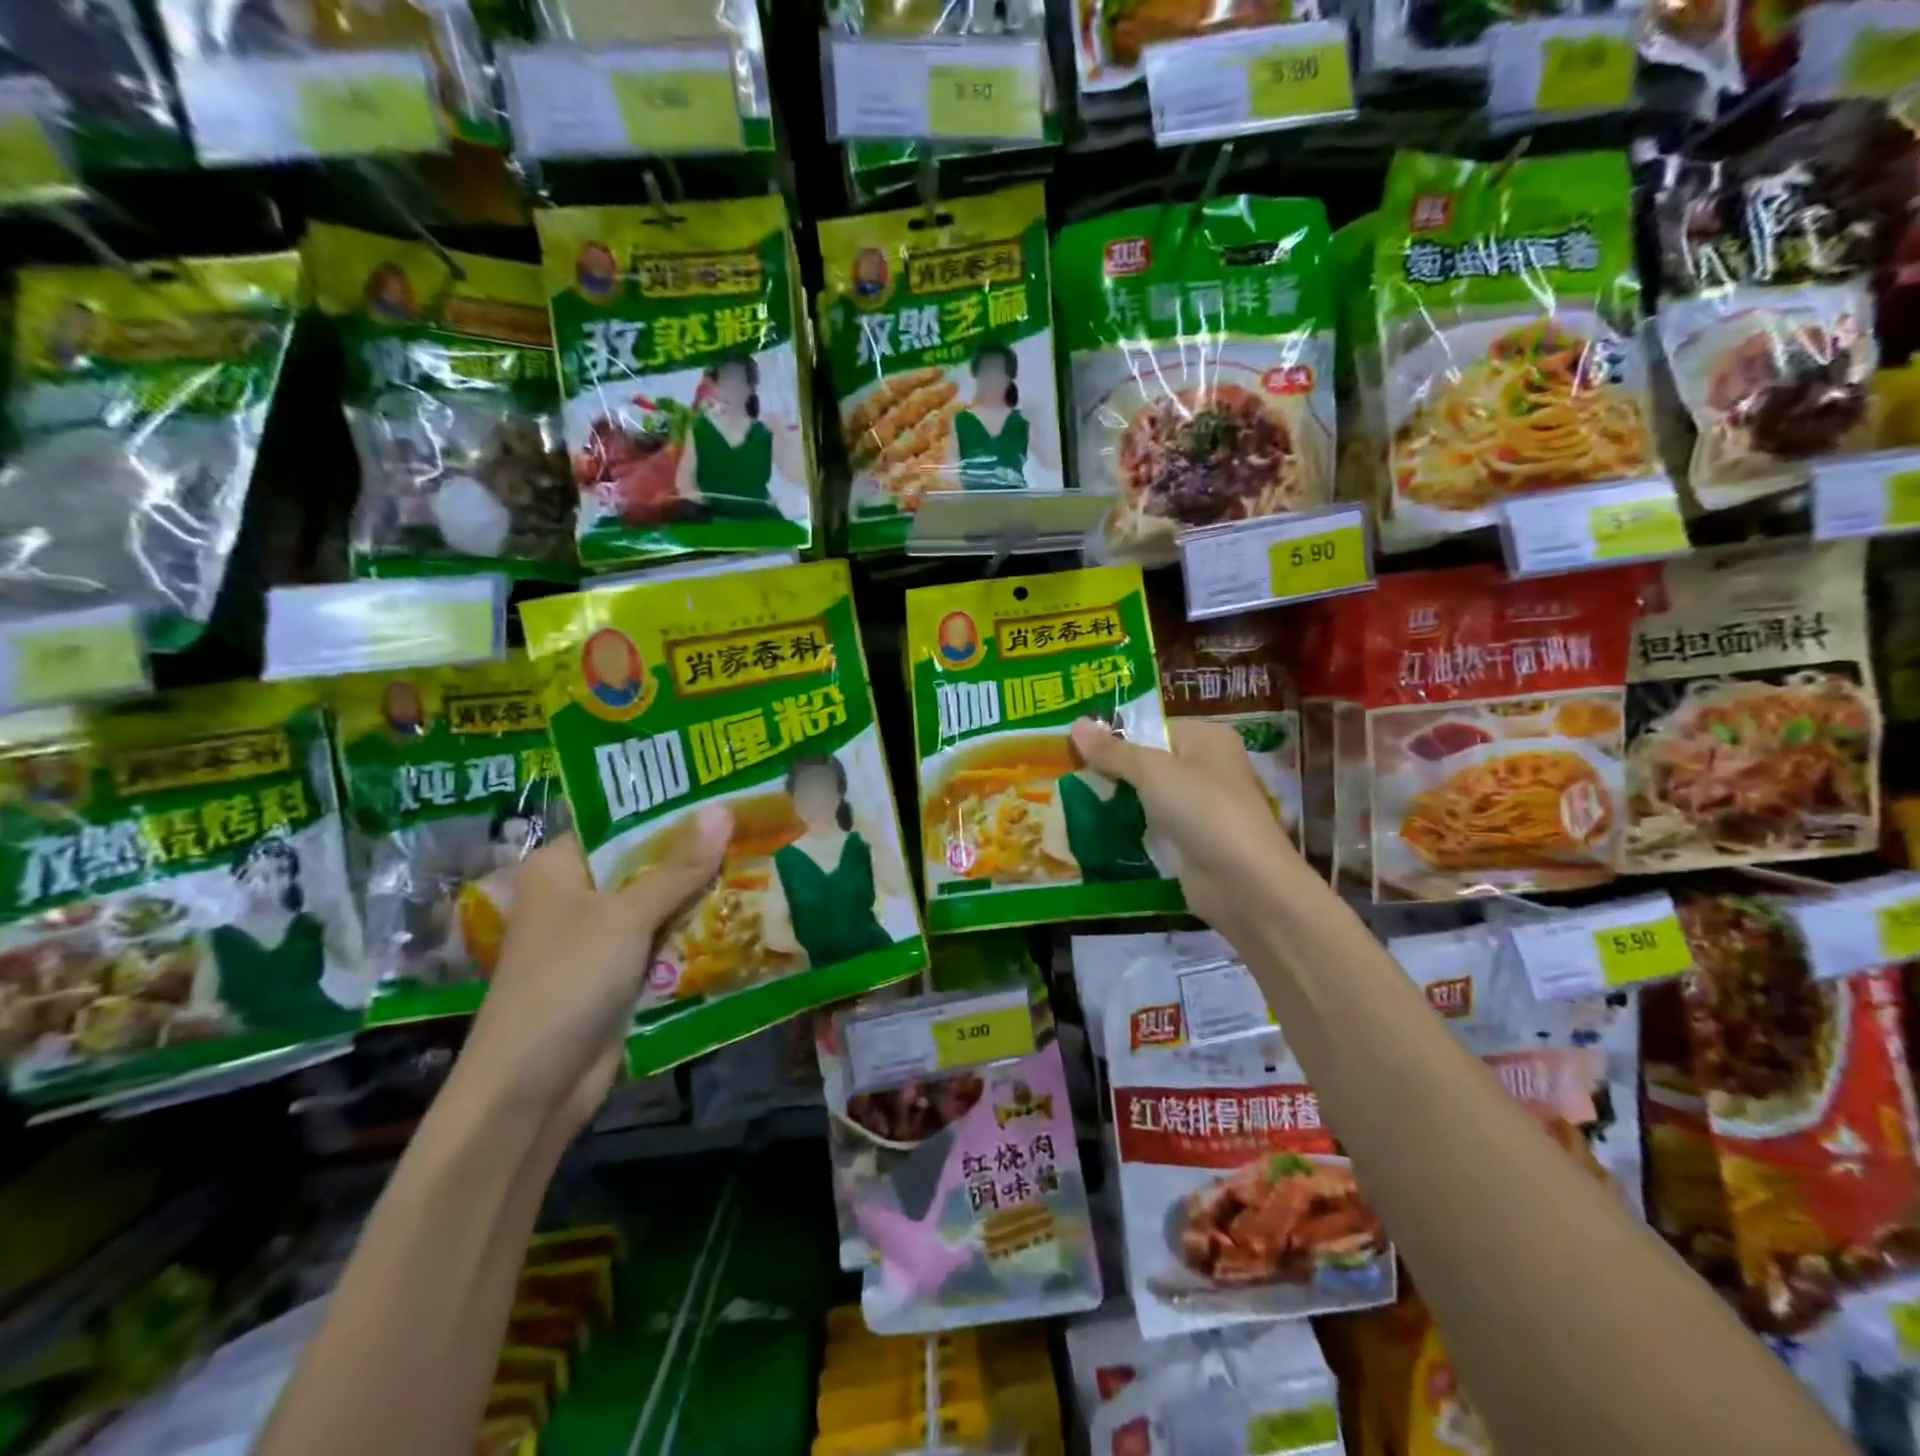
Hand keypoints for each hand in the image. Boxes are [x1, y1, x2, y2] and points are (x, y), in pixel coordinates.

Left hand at [455, 810, 729, 1131]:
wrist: (533, 1088)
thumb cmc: (567, 982)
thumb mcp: (625, 917)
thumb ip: (678, 867)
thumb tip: (724, 810)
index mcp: (561, 867)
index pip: (622, 822)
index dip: (672, 808)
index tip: (725, 791)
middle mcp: (579, 895)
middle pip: (647, 862)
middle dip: (698, 851)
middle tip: (756, 823)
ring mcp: (601, 936)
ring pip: (661, 902)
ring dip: (703, 892)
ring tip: (762, 857)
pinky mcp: (620, 972)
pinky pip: (665, 939)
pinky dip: (696, 930)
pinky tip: (744, 911)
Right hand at [1069, 717, 1300, 934]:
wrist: (1243, 882)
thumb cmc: (1202, 810)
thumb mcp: (1152, 772)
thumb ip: (1113, 750)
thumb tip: (1074, 724)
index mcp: (1208, 739)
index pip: (1153, 728)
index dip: (1115, 735)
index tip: (1073, 745)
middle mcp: (1208, 768)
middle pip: (1149, 762)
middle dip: (1112, 770)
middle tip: (1066, 772)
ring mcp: (1201, 808)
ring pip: (1148, 797)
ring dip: (1117, 802)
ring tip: (1070, 799)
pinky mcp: (1192, 842)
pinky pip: (1153, 827)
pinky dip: (1130, 830)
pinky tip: (1095, 831)